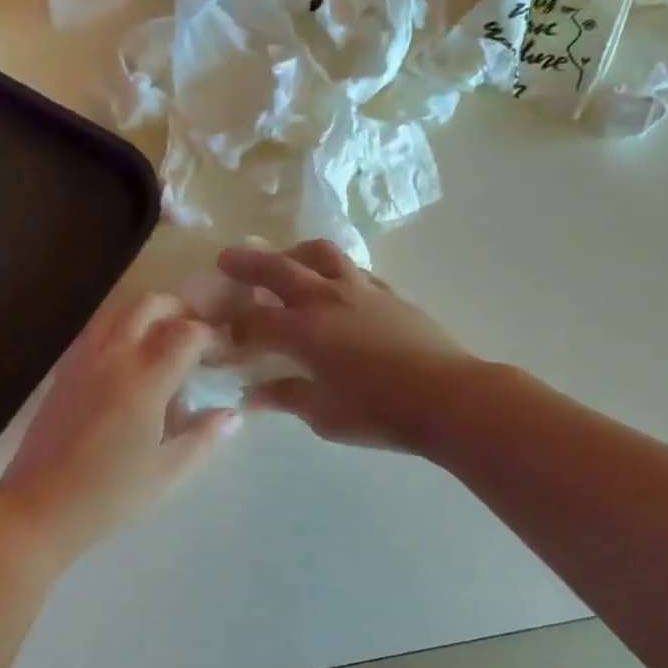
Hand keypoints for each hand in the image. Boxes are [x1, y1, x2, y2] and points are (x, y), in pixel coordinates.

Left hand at [0, 292, 238, 565]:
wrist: (38, 508)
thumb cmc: (109, 495)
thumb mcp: (167, 473)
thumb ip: (204, 437)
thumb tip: (232, 414)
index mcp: (145, 380)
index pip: (186, 333)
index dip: (210, 336)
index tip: (222, 353)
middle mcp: (114, 357)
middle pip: (148, 304)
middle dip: (178, 310)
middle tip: (194, 334)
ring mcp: (83, 360)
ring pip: (117, 311)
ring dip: (145, 314)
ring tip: (161, 340)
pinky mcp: (63, 371)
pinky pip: (95, 330)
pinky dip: (118, 328)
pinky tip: (126, 360)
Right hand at [219, 241, 473, 452]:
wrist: (447, 396)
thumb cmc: (380, 412)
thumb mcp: (324, 415)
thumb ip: (287, 397)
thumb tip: (255, 395)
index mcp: (304, 331)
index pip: (254, 320)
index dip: (232, 326)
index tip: (220, 333)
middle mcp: (326, 300)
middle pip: (278, 269)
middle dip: (247, 263)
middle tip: (226, 258)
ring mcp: (360, 290)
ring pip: (320, 254)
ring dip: (294, 253)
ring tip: (284, 259)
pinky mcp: (388, 293)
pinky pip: (352, 270)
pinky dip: (332, 270)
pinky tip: (333, 285)